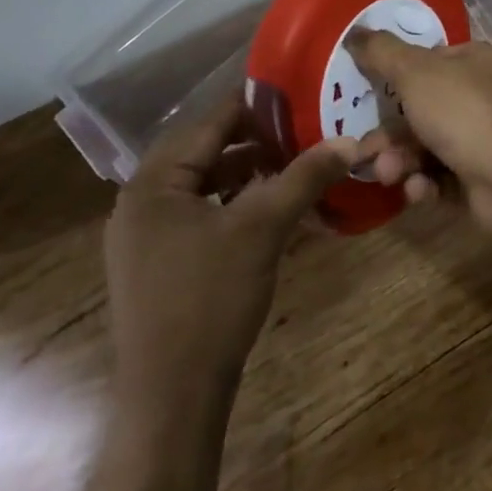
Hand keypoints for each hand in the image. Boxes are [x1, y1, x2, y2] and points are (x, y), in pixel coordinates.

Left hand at [104, 95, 359, 411]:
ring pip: (204, 184)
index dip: (255, 104)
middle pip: (206, 151)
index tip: (298, 90)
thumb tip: (350, 140)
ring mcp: (146, 237)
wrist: (172, 400)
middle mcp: (140, 202)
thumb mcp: (263, 228)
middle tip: (302, 127)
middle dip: (255, 139)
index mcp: (153, 183)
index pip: (209, 123)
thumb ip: (305, 176)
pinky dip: (234, 203)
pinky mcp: (159, 264)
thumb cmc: (210, 300)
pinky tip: (269, 206)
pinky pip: (200, 213)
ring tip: (292, 163)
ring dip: (247, 171)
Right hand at [347, 31, 491, 230]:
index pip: (424, 62)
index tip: (363, 95)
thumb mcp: (415, 72)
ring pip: (425, 148)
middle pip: (419, 110)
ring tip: (391, 174)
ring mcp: (480, 139)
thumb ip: (382, 51)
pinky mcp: (479, 179)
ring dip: (401, 162)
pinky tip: (419, 190)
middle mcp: (478, 96)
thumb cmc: (463, 112)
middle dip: (389, 134)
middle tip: (365, 152)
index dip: (392, 78)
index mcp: (470, 61)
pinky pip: (440, 179)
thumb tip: (354, 29)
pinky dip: (425, 184)